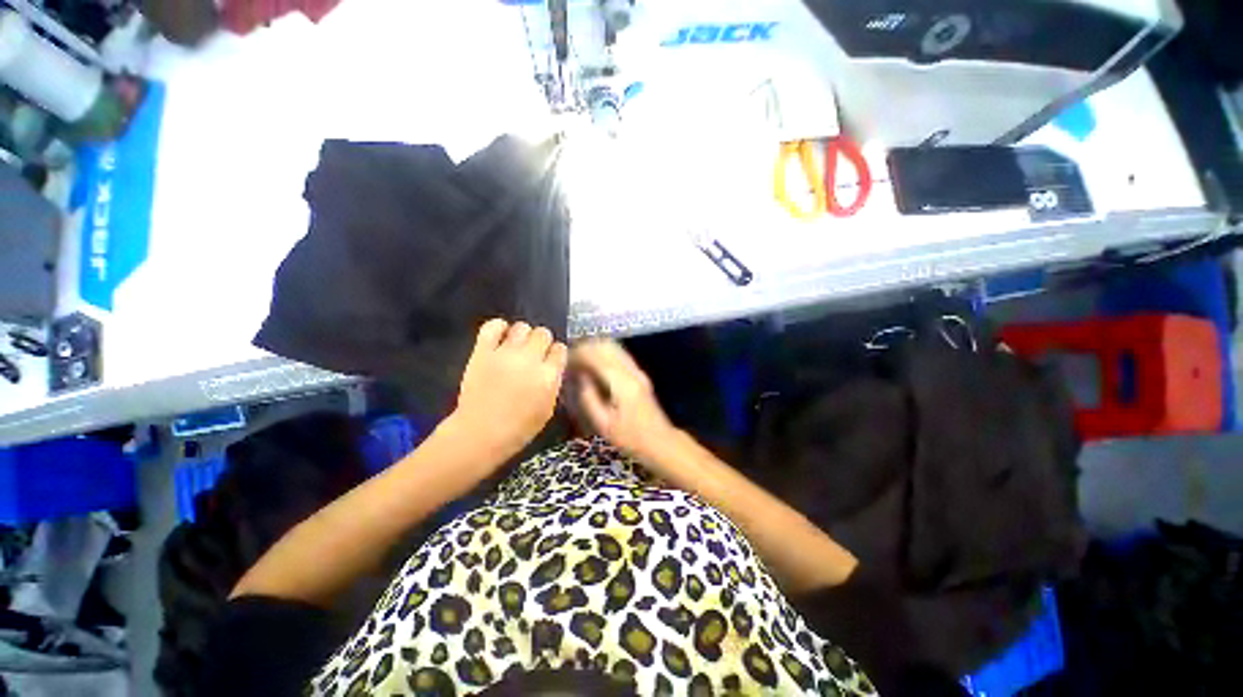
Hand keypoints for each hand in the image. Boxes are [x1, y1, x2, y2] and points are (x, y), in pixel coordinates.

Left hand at [448, 319, 567, 459]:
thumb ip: (553, 384)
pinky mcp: (483, 351)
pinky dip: (499, 327)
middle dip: (542, 342)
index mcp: (548, 376)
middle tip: (534, 354)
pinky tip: (501, 336)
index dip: (556, 354)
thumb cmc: (518, 428)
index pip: (560, 349)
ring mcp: (505, 353)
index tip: (550, 360)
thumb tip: (553, 367)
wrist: (480, 433)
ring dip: (523, 335)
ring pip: (522, 326)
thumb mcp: (548, 409)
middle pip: (543, 333)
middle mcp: (529, 360)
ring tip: (517, 347)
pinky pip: (493, 326)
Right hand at [571, 340, 679, 464]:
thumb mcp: (604, 424)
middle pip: (606, 346)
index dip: (578, 354)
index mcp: (622, 383)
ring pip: (614, 348)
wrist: (660, 442)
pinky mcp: (639, 375)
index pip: (597, 357)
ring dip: (595, 349)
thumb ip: (589, 398)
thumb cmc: (631, 438)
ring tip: (579, 360)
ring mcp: (638, 371)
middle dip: (586, 348)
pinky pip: (618, 355)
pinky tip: (593, 366)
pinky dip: (603, 355)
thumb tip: (579, 378)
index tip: (564, 360)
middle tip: (570, 358)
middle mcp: (632, 371)